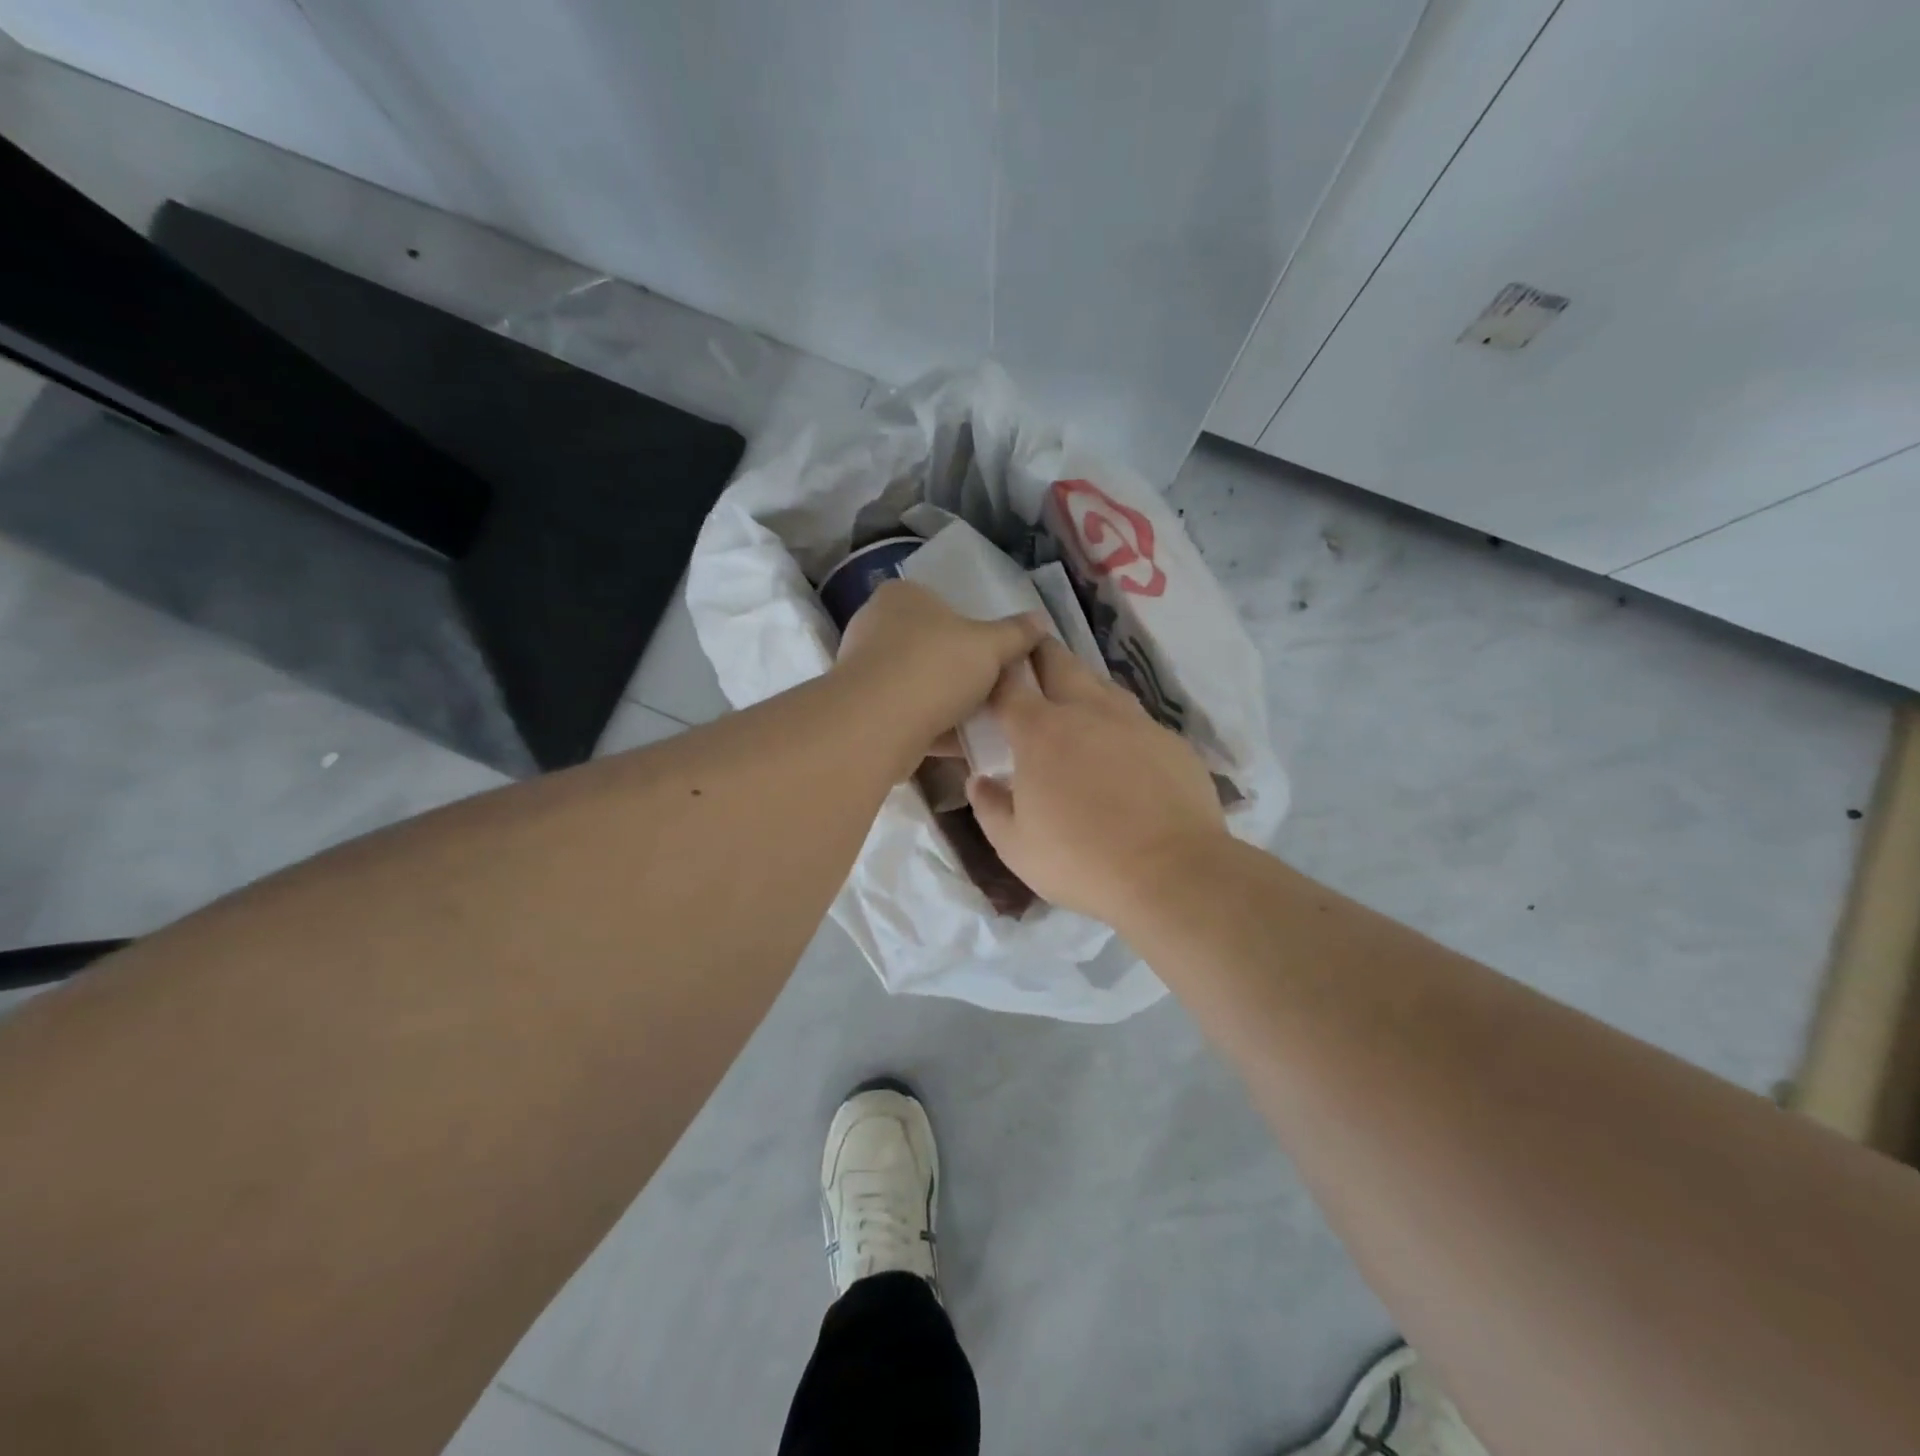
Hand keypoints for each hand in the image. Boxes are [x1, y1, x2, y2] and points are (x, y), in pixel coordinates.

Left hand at [835, 580, 1046, 763]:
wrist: (876, 726)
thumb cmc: (933, 668)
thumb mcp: (989, 646)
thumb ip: (1016, 633)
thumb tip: (1041, 620)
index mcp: (901, 597)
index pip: (941, 603)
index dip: (971, 627)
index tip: (996, 654)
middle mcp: (876, 627)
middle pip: (932, 647)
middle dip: (962, 670)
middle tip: (997, 688)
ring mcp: (866, 671)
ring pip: (921, 685)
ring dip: (950, 703)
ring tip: (987, 720)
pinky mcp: (865, 711)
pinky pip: (910, 715)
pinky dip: (935, 728)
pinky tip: (966, 745)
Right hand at [966, 639, 1228, 924]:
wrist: (1172, 872)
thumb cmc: (1081, 860)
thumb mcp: (1016, 847)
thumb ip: (990, 807)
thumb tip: (979, 780)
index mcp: (1040, 732)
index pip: (1008, 685)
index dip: (996, 673)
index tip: (990, 672)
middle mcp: (1086, 711)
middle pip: (1059, 661)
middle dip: (1040, 652)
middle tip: (1031, 657)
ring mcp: (1134, 721)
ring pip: (1101, 684)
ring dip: (1081, 684)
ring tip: (1074, 700)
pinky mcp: (1169, 739)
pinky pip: (1136, 718)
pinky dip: (1118, 722)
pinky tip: (1121, 747)